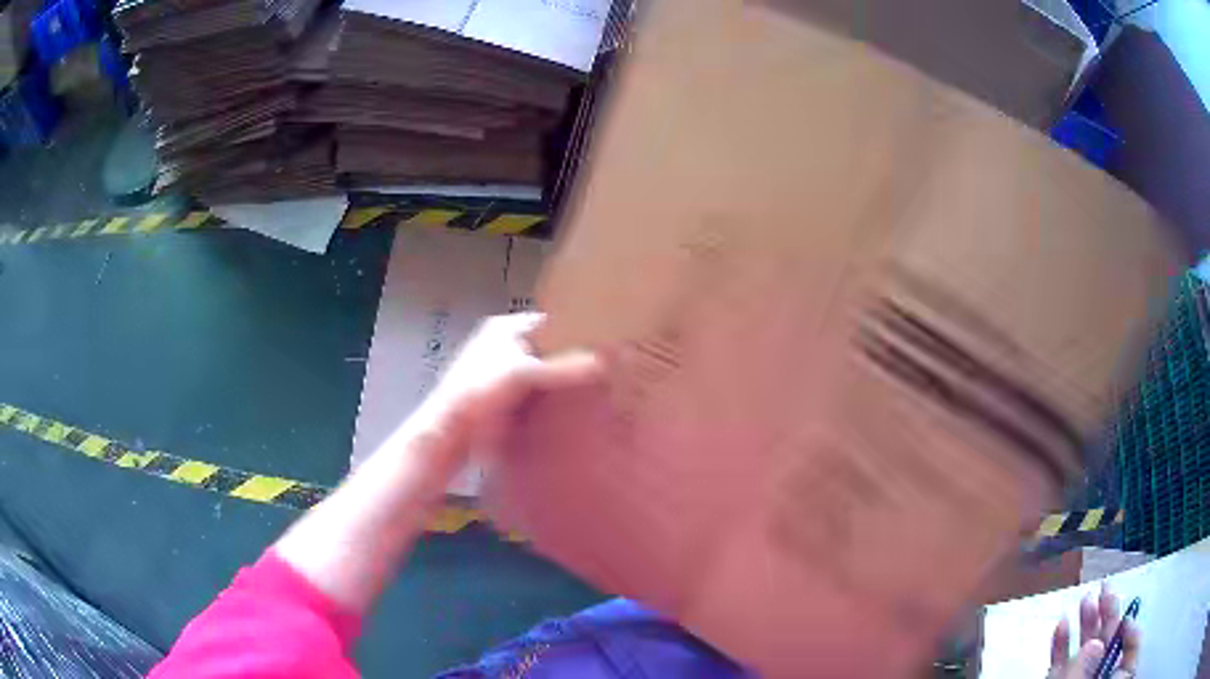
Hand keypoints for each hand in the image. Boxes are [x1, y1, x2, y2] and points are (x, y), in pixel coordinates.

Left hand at [412, 312, 602, 458]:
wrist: (447, 436)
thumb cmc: (477, 393)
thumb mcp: (522, 375)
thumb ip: (564, 368)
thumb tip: (607, 361)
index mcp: (506, 328)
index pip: (551, 321)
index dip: (577, 330)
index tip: (608, 342)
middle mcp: (505, 345)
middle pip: (550, 349)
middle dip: (574, 359)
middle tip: (610, 369)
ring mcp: (504, 374)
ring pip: (544, 373)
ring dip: (565, 383)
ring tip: (602, 389)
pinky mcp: (506, 400)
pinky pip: (538, 396)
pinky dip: (553, 401)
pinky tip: (576, 410)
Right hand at [1047, 586, 1140, 678]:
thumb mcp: (1130, 665)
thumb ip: (1133, 643)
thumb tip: (1126, 620)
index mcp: (1113, 666)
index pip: (1115, 636)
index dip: (1113, 612)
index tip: (1110, 590)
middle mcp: (1096, 672)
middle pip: (1097, 641)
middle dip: (1097, 614)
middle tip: (1098, 588)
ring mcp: (1079, 678)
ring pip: (1077, 651)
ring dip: (1080, 626)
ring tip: (1083, 600)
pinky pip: (1058, 667)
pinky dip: (1058, 647)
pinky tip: (1061, 626)